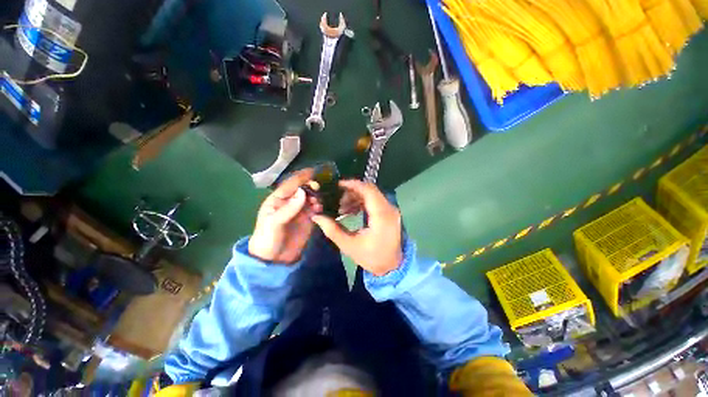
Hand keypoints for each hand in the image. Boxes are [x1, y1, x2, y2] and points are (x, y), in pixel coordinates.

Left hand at [248, 169, 322, 263]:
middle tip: (318, 188)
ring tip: (318, 202)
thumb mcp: (274, 223)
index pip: (290, 184)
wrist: (274, 260)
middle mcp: (290, 202)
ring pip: (311, 198)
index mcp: (278, 200)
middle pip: (303, 189)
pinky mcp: (308, 219)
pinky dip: (320, 206)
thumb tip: (303, 192)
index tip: (313, 172)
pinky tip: (321, 209)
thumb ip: (289, 208)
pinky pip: (316, 209)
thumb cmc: (268, 238)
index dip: (301, 177)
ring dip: (316, 197)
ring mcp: (300, 211)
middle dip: (311, 187)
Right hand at [312, 180, 402, 275]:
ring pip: (372, 194)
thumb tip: (317, 216)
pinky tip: (350, 211)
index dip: (352, 184)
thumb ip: (332, 230)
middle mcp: (389, 209)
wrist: (392, 266)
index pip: (368, 190)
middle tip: (337, 200)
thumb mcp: (349, 246)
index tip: (337, 185)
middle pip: (370, 190)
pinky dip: (362, 202)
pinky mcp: (389, 213)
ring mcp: (391, 210)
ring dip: (356, 197)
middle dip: (351, 192)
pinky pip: (374, 201)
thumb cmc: (372, 258)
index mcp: (382, 216)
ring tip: (342, 209)